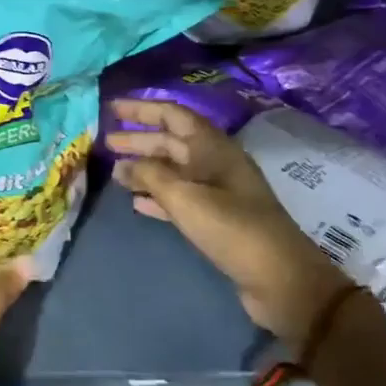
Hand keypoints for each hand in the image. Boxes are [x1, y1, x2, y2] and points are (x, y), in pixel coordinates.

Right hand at [106, 100, 351, 359]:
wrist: (280, 278)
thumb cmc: (232, 228)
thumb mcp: (185, 197)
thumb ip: (150, 176)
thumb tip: (123, 164)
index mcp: (213, 147)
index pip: (173, 115)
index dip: (142, 108)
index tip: (112, 108)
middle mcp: (216, 163)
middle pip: (171, 141)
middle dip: (139, 140)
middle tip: (105, 142)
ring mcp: (218, 191)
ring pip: (173, 170)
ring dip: (145, 168)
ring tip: (115, 171)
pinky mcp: (217, 218)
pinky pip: (180, 198)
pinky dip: (157, 197)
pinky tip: (136, 203)